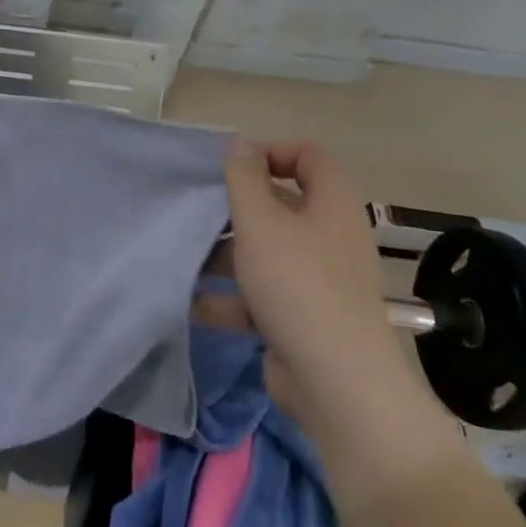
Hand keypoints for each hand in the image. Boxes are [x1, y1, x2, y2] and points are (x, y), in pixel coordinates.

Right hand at [222, 138, 434, 438]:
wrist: (337, 383)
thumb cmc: (297, 284)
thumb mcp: (260, 221)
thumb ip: (244, 178)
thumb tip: (241, 143)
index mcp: (332, 204)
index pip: (309, 155)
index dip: (271, 152)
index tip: (232, 170)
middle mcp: (330, 236)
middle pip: (282, 205)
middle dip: (238, 209)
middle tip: (201, 212)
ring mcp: (319, 280)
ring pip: (269, 252)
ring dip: (229, 255)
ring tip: (188, 258)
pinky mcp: (305, 318)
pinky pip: (265, 295)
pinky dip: (234, 299)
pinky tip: (197, 305)